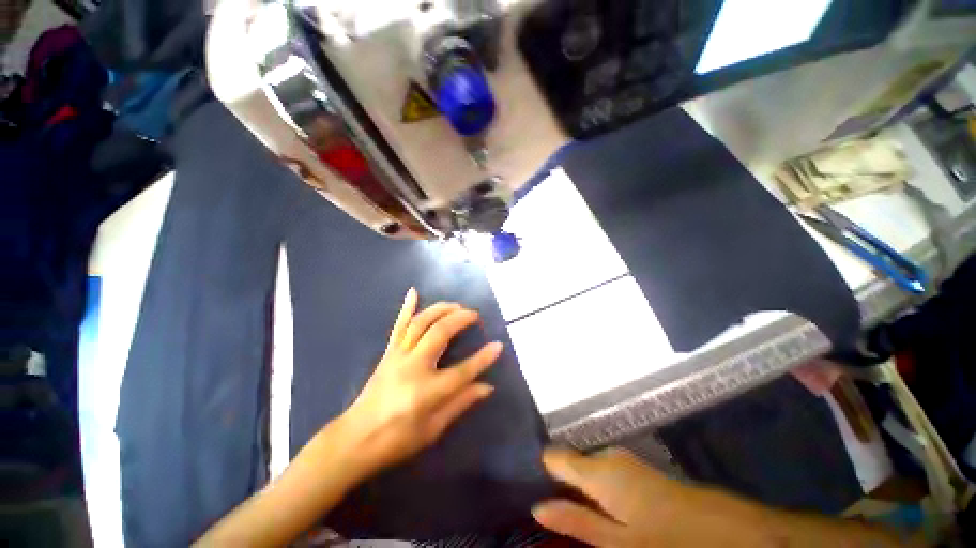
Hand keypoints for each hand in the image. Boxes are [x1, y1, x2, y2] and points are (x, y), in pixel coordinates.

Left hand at [339, 288, 502, 474]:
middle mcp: (413, 367)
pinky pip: (398, 325)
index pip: (463, 371)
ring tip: (456, 305)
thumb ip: (461, 403)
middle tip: (474, 315)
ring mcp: (398, 356)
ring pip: (421, 323)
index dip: (483, 358)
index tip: (498, 345)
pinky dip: (406, 307)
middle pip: (440, 333)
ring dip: (440, 309)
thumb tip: (487, 386)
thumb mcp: (433, 429)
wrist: (355, 439)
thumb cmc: (397, 440)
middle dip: (460, 320)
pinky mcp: (388, 352)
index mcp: (427, 392)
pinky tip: (413, 292)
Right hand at [532, 448, 772, 546]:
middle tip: (555, 517)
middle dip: (561, 487)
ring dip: (581, 492)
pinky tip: (605, 515)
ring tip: (578, 519)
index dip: (543, 473)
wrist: (730, 533)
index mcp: (600, 469)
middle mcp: (609, 457)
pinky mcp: (638, 473)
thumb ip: (575, 522)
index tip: (534, 492)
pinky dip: (599, 493)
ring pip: (589, 472)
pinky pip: (606, 477)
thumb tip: (537, 508)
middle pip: (572, 465)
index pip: (555, 457)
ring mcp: (625, 463)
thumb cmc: (670, 540)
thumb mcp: (617, 542)